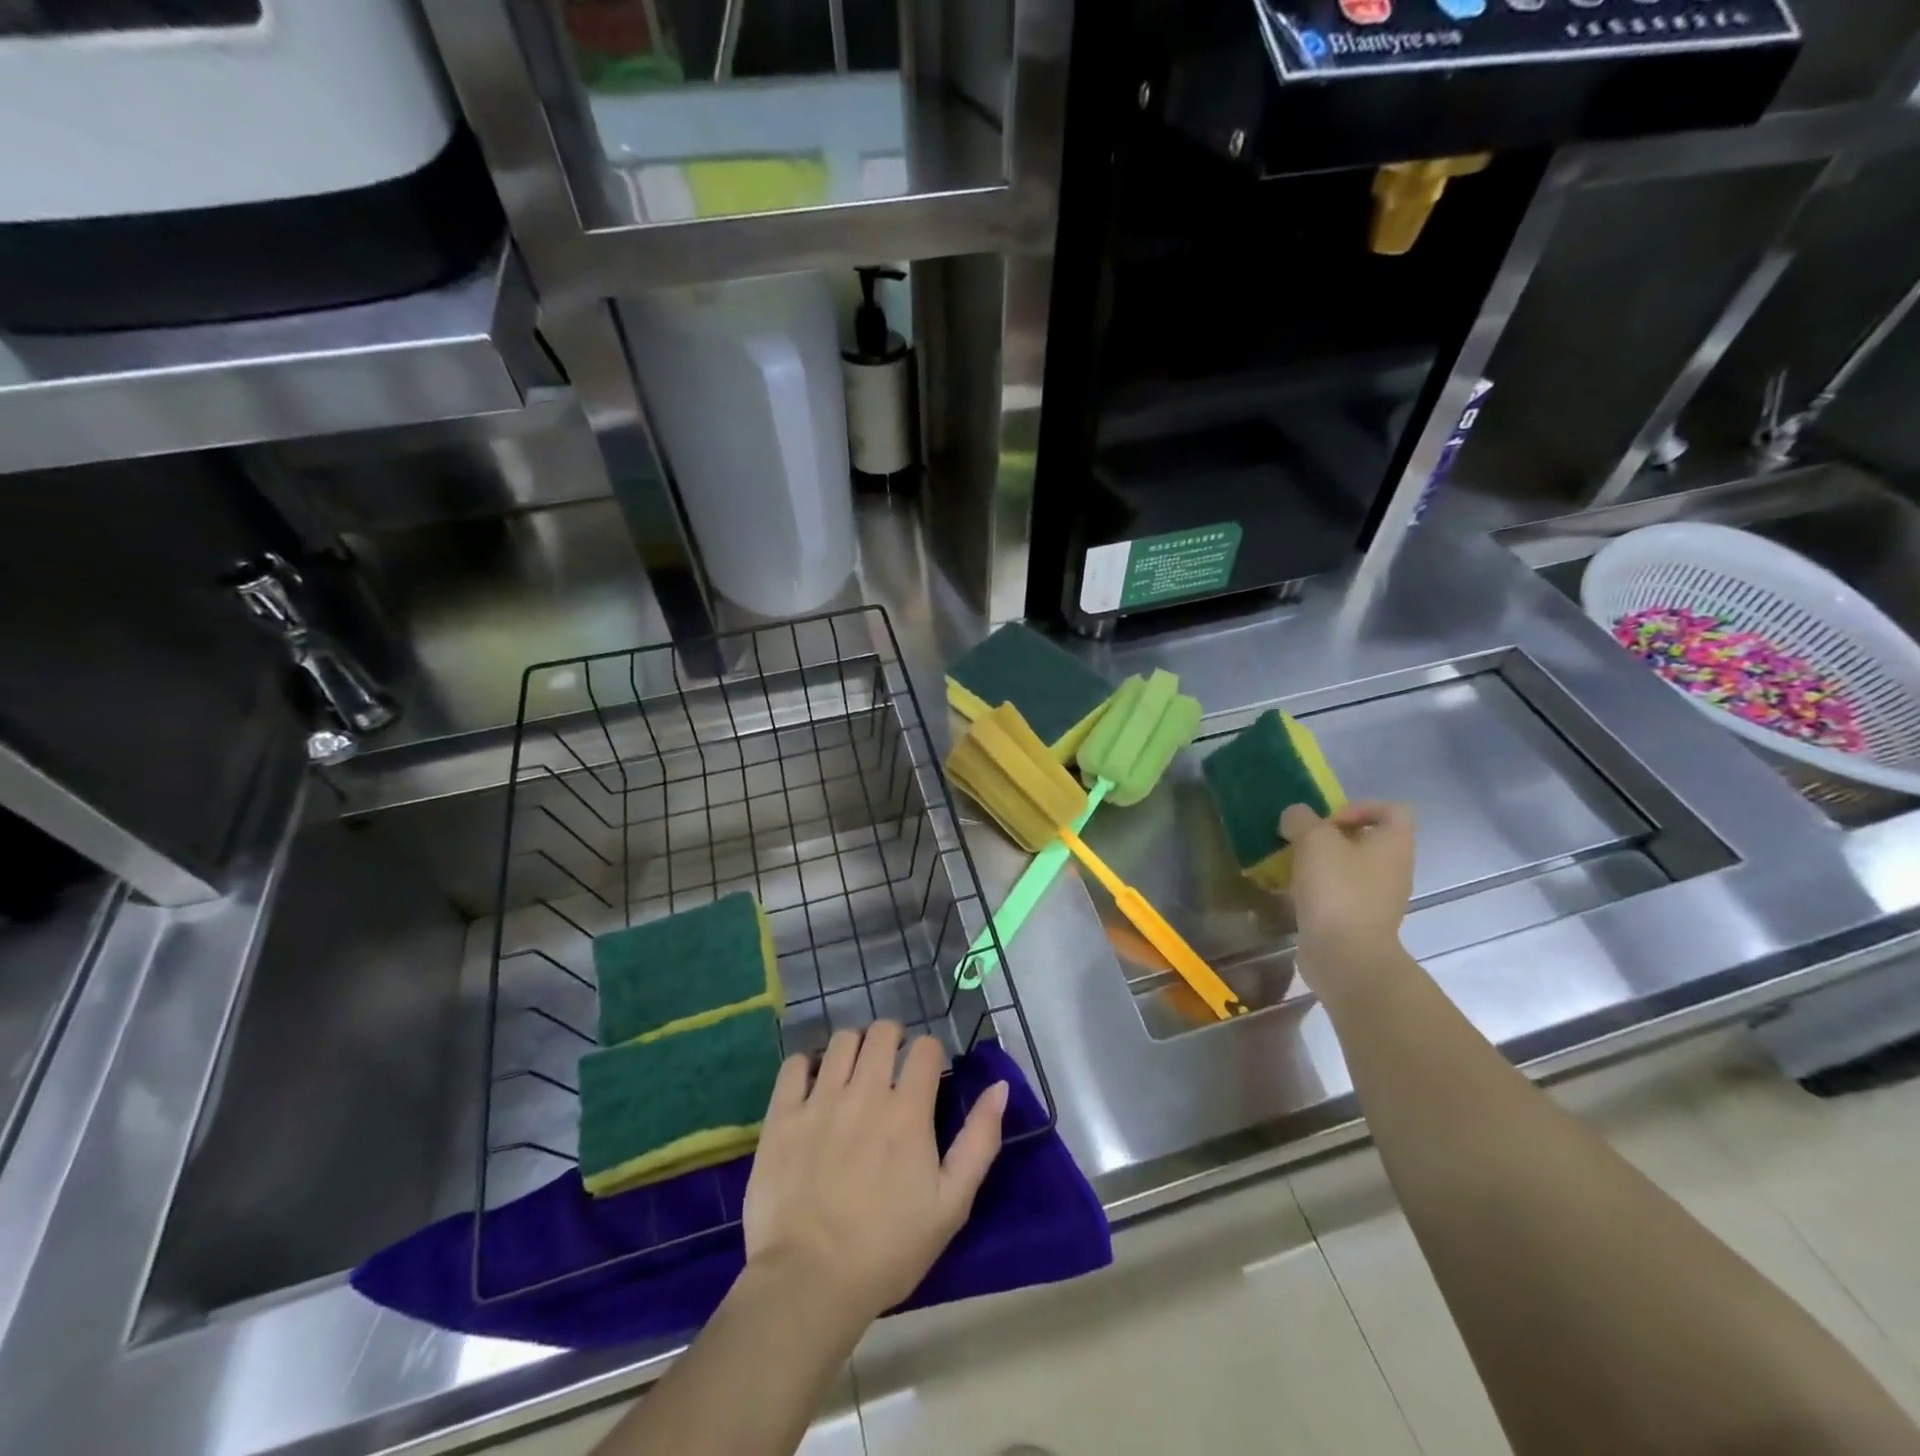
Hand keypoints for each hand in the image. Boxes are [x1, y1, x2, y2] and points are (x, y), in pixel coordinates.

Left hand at [743, 1022, 1007, 1325]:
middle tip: (889, 1066)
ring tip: (853, 1073)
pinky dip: (807, 1065)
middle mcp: (864, 1092)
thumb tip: (999, 1087)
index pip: (926, 1048)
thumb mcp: (951, 1205)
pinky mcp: (782, 1115)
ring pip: (841, 1040)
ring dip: (854, 1048)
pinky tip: (813, 1086)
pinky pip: (795, 1064)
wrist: (809, 1283)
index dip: (930, 1054)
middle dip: (892, 1040)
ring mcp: (819, 1100)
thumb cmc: (888, 1250)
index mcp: (908, 1111)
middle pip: (882, 1032)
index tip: (925, 1074)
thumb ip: (979, 1141)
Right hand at [1279, 800, 1416, 995]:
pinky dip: (1318, 889)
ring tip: (1291, 866)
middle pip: (1367, 838)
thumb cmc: (1337, 890)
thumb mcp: (1313, 840)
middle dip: (1330, 836)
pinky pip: (1340, 893)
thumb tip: (1295, 817)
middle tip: (1302, 842)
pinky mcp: (1360, 920)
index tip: (1328, 821)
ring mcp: (1378, 897)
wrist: (1346, 956)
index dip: (1360, 807)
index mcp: (1394, 844)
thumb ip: (1301, 819)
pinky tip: (1293, 893)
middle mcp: (1393, 868)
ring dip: (1321, 863)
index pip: (1392, 810)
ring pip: (1350, 867)